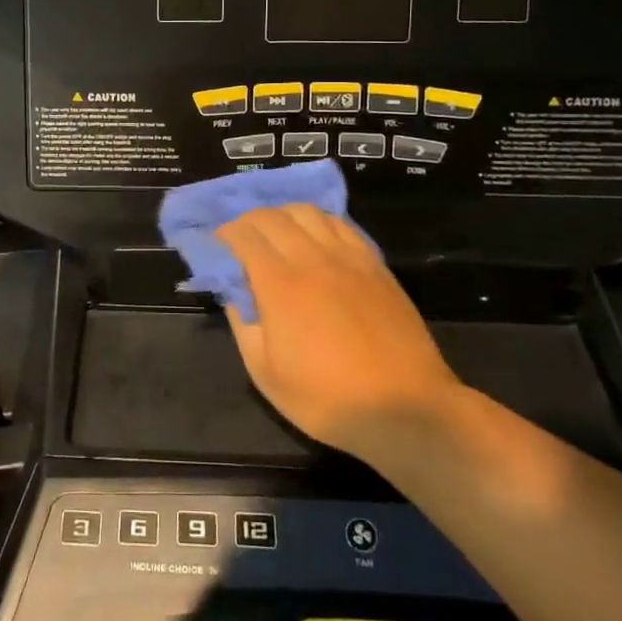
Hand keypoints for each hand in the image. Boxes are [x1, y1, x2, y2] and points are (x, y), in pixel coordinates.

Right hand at [217, 204, 461, 458]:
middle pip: (273, 216)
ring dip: (283, 215)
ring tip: (276, 234)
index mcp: (280, 283)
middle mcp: (312, 258)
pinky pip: (340, 224)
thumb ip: (242, 323)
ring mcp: (348, 257)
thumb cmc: (327, 398)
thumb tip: (235, 292)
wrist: (405, 408)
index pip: (244, 235)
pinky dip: (318, 222)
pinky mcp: (374, 264)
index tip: (216, 245)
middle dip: (248, 220)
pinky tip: (315, 239)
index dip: (224, 234)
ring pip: (308, 212)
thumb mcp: (265, 373)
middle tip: (239, 238)